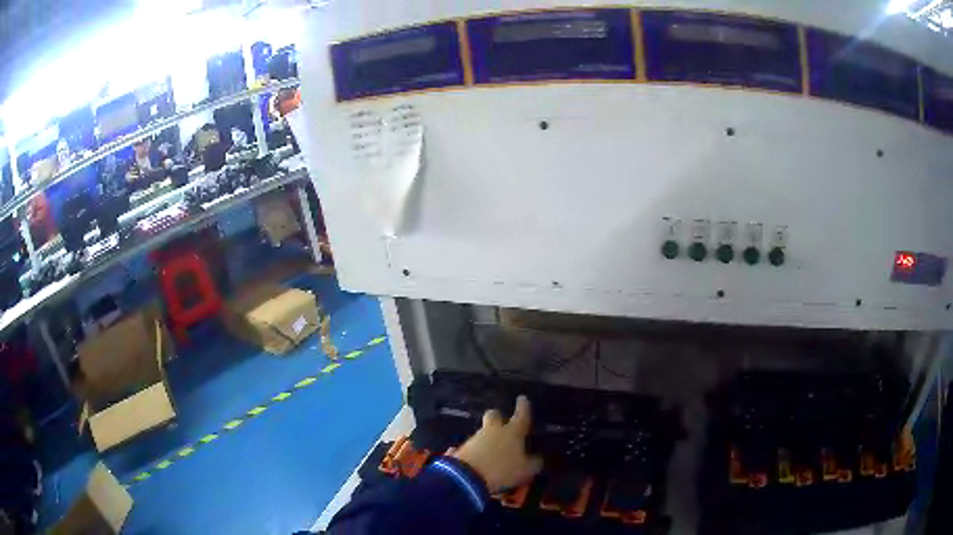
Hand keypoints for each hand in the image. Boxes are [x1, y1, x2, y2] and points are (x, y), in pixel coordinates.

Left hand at [451, 395, 542, 492]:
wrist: (467, 476)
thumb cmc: (503, 469)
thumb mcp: (525, 470)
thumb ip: (533, 463)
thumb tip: (537, 458)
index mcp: (513, 431)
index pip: (521, 415)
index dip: (523, 406)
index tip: (522, 399)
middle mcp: (494, 429)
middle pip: (494, 415)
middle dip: (498, 417)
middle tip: (502, 424)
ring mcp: (476, 437)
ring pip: (483, 430)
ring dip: (488, 436)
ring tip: (494, 449)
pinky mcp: (463, 447)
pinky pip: (473, 445)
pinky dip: (478, 449)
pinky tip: (482, 458)